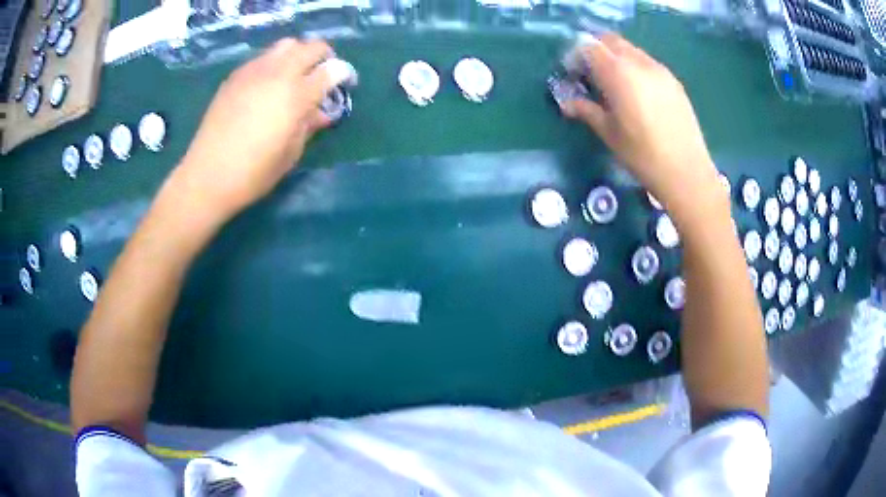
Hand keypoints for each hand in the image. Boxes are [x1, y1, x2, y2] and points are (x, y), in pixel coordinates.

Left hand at [173, 38, 342, 223]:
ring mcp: (254, 71)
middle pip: (311, 47)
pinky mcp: (235, 76)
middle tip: (322, 75)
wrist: (207, 176)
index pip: (331, 70)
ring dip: (297, 55)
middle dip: (323, 57)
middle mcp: (278, 74)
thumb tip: (321, 111)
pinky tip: (267, 85)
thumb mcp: (291, 152)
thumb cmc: (254, 172)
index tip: (344, 83)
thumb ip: (309, 124)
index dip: (343, 74)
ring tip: (294, 76)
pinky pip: (262, 57)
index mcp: (296, 95)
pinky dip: (274, 63)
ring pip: (286, 45)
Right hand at [561, 34, 722, 220]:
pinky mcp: (673, 81)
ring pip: (630, 49)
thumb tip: (566, 103)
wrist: (687, 172)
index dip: (576, 56)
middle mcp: (639, 63)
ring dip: (616, 58)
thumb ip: (586, 110)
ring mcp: (660, 70)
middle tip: (591, 76)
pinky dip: (634, 67)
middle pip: (610, 41)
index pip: (589, 47)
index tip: (572, 75)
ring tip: (615, 85)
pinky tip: (637, 93)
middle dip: (595, 51)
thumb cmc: (643, 156)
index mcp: (619, 73)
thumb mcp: (609, 133)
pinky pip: (647, 62)